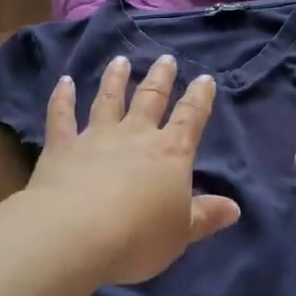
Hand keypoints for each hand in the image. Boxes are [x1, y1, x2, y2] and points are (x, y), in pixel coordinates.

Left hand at [27, 54, 241, 285]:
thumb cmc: (138, 237)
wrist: (76, 234)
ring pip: (108, 100)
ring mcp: (96, 137)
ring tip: (120, 61)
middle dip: (160, 79)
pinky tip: (63, 81)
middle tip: (166, 59)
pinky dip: (62, 98)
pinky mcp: (62, 146)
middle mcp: (135, 136)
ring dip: (115, 79)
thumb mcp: (180, 234)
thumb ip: (205, 217)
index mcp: (170, 154)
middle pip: (150, 100)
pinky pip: (61, 116)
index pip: (191, 119)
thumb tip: (234, 208)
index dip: (199, 98)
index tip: (204, 78)